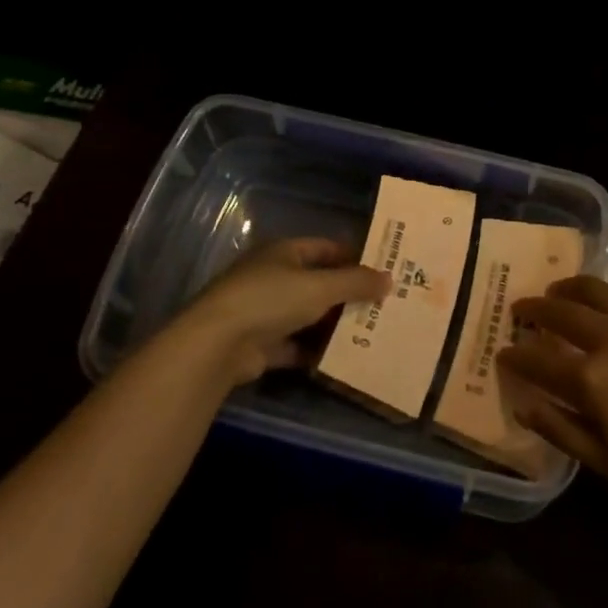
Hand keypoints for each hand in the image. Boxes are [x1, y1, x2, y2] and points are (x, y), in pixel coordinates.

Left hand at [171, 238, 387, 384]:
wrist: (217, 345)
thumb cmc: (271, 299)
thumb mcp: (321, 287)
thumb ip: (355, 283)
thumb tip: (389, 278)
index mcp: (284, 253)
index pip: (325, 248)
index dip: (353, 257)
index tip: (382, 271)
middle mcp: (273, 277)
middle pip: (318, 283)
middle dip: (348, 294)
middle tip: (383, 305)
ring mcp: (265, 312)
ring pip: (308, 315)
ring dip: (334, 324)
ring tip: (371, 332)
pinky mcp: (261, 344)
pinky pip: (296, 345)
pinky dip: (316, 351)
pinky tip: (344, 358)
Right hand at [500, 218, 607, 517]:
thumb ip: (562, 431)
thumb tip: (522, 404)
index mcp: (593, 379)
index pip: (540, 360)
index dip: (517, 356)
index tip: (503, 352)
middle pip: (563, 316)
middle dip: (537, 311)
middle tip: (523, 310)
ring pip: (600, 290)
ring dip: (573, 286)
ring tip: (559, 288)